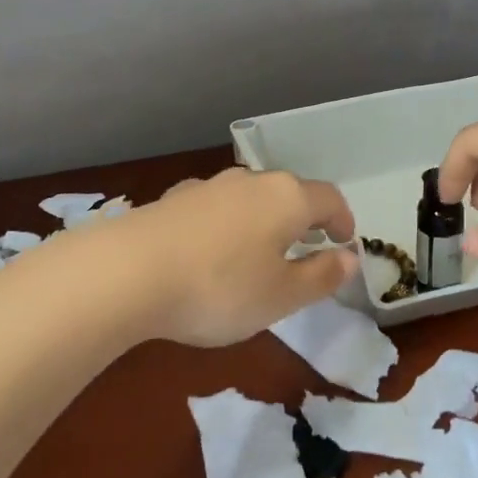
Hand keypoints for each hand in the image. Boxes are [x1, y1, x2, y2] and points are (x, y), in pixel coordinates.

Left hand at [106, 168, 358, 346]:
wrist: (127, 272)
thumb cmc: (220, 288)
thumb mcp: (281, 296)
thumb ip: (321, 276)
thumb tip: (350, 258)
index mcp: (286, 198)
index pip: (329, 199)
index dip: (343, 220)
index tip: (345, 243)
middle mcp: (250, 181)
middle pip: (288, 193)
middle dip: (303, 218)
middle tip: (306, 248)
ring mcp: (208, 186)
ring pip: (249, 198)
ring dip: (262, 220)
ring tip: (258, 252)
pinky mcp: (173, 199)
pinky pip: (214, 208)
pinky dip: (226, 225)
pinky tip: (210, 251)